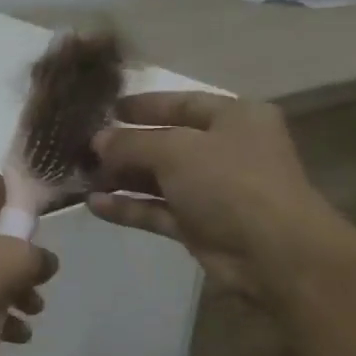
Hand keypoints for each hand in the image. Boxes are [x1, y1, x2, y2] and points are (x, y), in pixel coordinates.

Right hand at [87, 93, 347, 300]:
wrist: (274, 253)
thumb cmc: (230, 182)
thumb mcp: (176, 150)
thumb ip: (131, 143)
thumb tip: (97, 141)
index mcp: (234, 117)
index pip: (182, 102)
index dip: (143, 105)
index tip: (105, 110)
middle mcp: (224, 150)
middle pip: (166, 142)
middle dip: (124, 146)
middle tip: (82, 149)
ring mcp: (212, 191)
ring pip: (158, 179)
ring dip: (122, 178)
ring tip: (80, 178)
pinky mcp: (200, 226)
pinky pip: (157, 210)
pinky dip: (129, 207)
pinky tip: (94, 206)